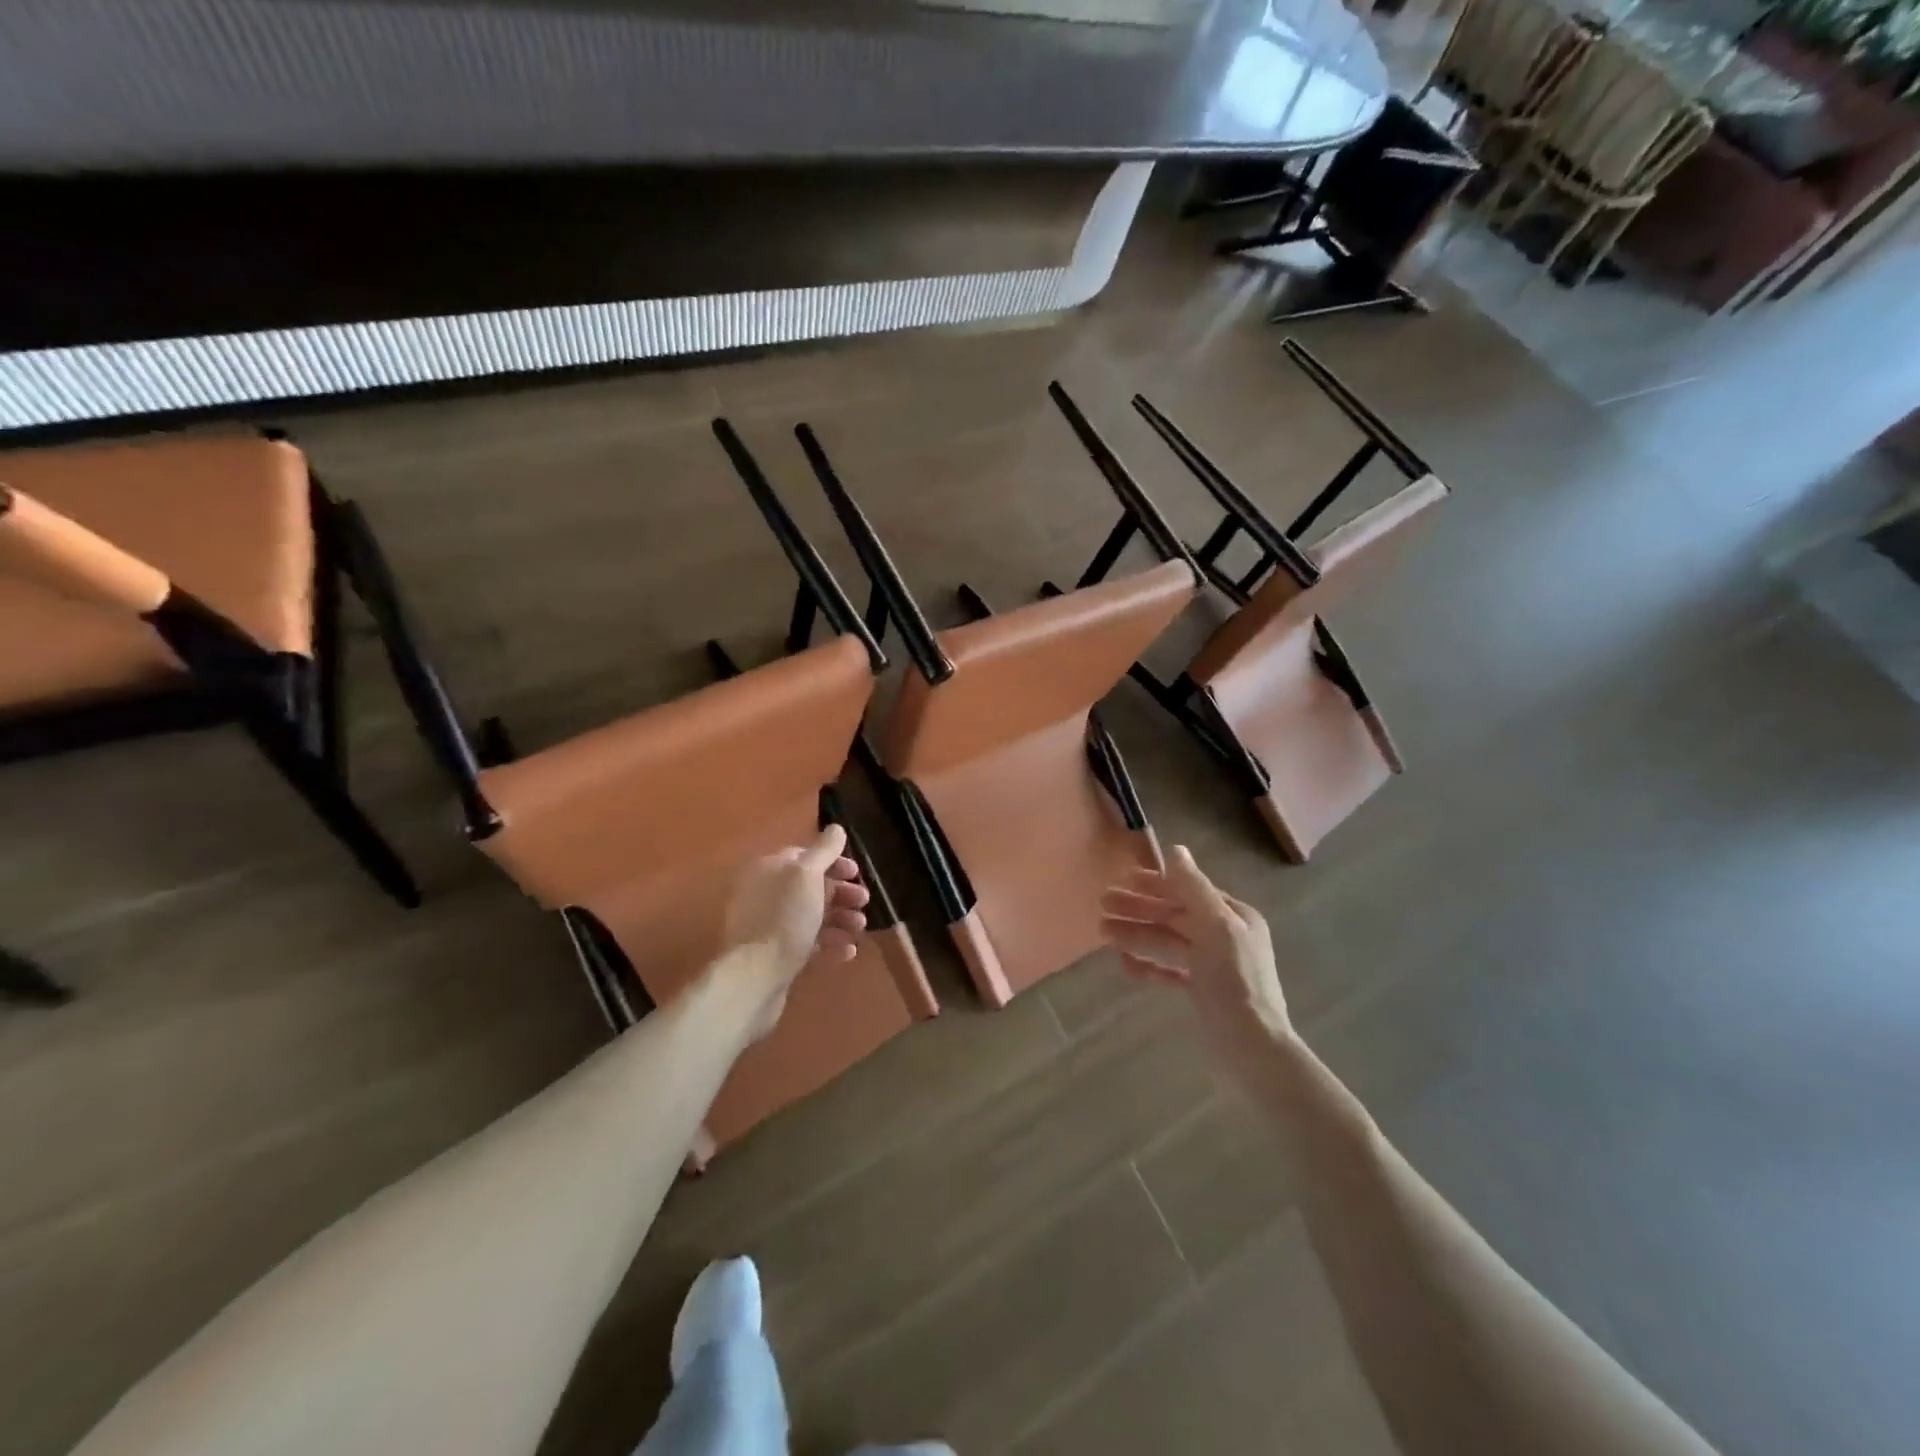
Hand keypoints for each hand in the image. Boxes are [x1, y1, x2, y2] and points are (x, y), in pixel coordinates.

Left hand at [719, 824, 869, 1038]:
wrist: (755, 977)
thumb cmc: (784, 918)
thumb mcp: (807, 875)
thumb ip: (823, 850)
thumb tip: (835, 828)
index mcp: (768, 870)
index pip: (803, 857)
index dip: (833, 862)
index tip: (857, 873)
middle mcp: (764, 894)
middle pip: (809, 887)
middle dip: (841, 893)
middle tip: (864, 901)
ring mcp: (768, 927)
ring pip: (811, 916)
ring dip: (840, 918)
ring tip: (860, 927)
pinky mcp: (775, 956)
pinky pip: (807, 943)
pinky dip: (829, 944)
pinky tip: (848, 951)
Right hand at [1099, 845, 1294, 1079]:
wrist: (1252, 1051)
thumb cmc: (1235, 984)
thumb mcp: (1217, 929)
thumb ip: (1194, 889)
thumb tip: (1176, 849)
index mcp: (1234, 917)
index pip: (1189, 891)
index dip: (1156, 884)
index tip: (1123, 879)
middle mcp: (1225, 937)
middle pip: (1175, 916)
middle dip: (1139, 909)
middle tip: (1102, 905)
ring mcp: (1213, 966)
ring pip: (1168, 942)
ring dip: (1136, 934)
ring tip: (1102, 932)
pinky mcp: (1202, 993)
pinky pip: (1170, 970)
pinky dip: (1148, 965)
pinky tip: (1124, 964)